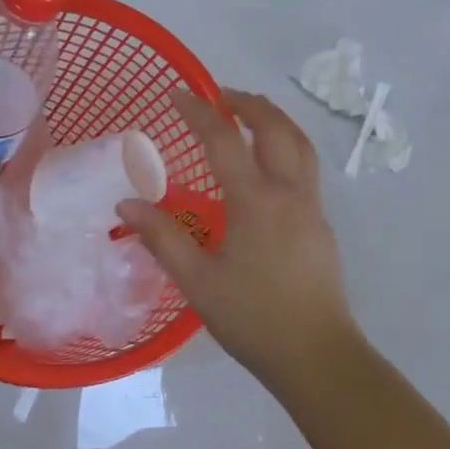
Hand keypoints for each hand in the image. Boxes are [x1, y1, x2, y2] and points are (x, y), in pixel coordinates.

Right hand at [118, 90, 361, 391]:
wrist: (316, 354)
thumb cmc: (253, 318)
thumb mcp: (198, 282)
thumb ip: (162, 238)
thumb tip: (127, 203)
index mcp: (255, 201)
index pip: (224, 140)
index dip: (199, 112)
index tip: (178, 94)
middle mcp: (289, 191)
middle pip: (274, 127)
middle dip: (247, 103)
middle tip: (220, 96)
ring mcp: (312, 205)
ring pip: (299, 142)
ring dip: (273, 119)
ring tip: (249, 115)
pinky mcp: (321, 222)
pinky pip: (306, 165)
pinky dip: (286, 144)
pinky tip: (269, 164)